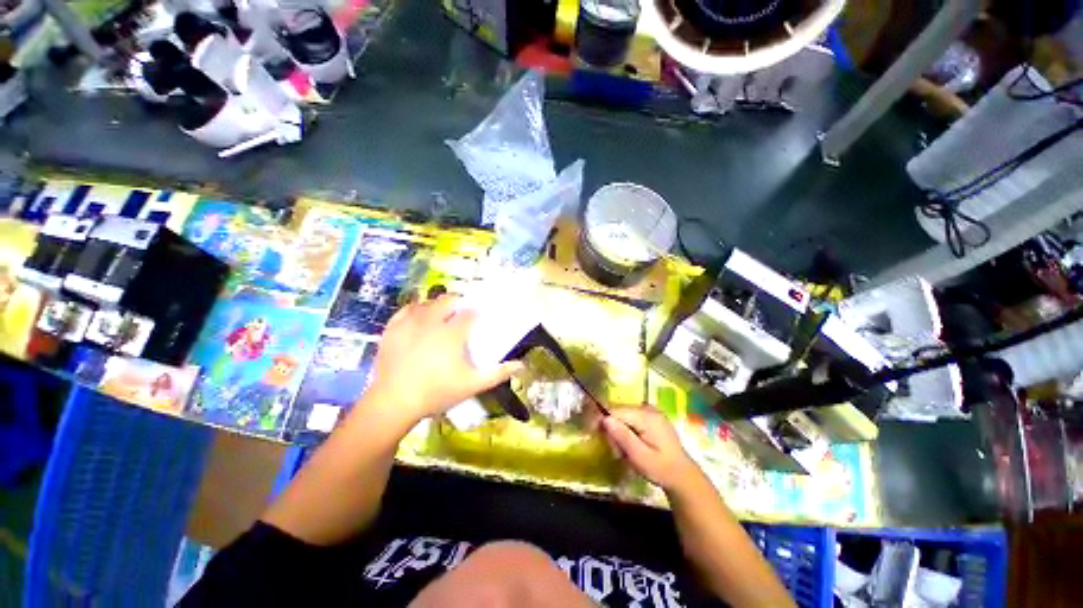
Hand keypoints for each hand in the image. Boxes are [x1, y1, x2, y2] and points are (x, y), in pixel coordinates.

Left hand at [364, 295, 522, 423]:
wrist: (393, 403)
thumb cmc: (436, 393)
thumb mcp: (472, 385)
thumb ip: (497, 373)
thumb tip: (521, 365)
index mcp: (452, 333)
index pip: (469, 314)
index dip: (476, 314)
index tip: (479, 319)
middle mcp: (432, 322)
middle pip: (447, 300)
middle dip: (457, 303)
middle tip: (460, 315)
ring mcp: (409, 323)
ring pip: (427, 302)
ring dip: (436, 305)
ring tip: (440, 316)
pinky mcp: (392, 329)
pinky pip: (406, 310)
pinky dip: (415, 310)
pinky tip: (418, 317)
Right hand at [602, 407, 702, 494]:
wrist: (683, 476)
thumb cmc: (661, 469)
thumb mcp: (640, 457)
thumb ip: (623, 437)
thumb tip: (605, 419)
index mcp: (647, 417)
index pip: (616, 410)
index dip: (602, 419)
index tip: (593, 431)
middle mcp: (648, 409)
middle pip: (619, 412)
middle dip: (612, 428)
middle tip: (615, 450)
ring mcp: (651, 412)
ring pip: (624, 415)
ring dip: (619, 430)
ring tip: (623, 451)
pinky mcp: (652, 417)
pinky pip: (632, 418)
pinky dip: (626, 429)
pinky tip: (631, 444)